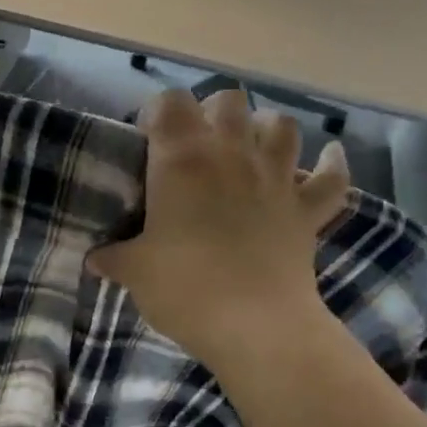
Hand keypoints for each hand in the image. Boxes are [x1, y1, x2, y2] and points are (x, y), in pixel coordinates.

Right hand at [88, 88, 350, 372]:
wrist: (254, 326)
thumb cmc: (185, 288)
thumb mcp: (135, 272)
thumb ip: (114, 258)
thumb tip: (95, 259)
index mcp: (182, 159)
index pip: (169, 102)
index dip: (157, 112)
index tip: (147, 139)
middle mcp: (232, 154)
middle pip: (229, 100)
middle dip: (212, 113)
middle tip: (198, 145)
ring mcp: (277, 178)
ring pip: (282, 125)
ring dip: (266, 130)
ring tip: (252, 148)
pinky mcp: (308, 209)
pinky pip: (332, 177)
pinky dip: (331, 165)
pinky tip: (327, 159)